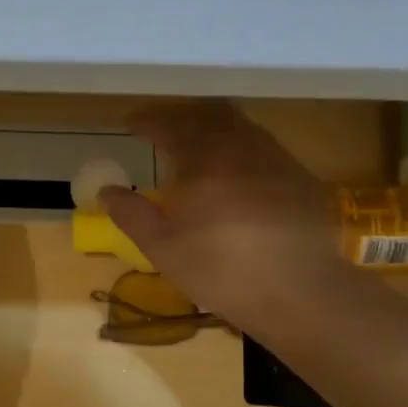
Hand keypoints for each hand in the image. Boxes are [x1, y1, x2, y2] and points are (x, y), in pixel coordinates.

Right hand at [99, 101, 347, 334]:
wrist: (299, 292)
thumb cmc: (220, 270)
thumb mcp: (162, 249)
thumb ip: (131, 214)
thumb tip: (107, 190)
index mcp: (202, 159)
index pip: (169, 124)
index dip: (147, 120)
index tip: (131, 123)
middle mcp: (240, 146)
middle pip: (208, 113)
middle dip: (182, 116)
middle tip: (164, 128)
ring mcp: (276, 159)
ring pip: (240, 127)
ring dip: (214, 128)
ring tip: (199, 148)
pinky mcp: (300, 177)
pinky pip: (264, 148)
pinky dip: (241, 149)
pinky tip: (238, 175)